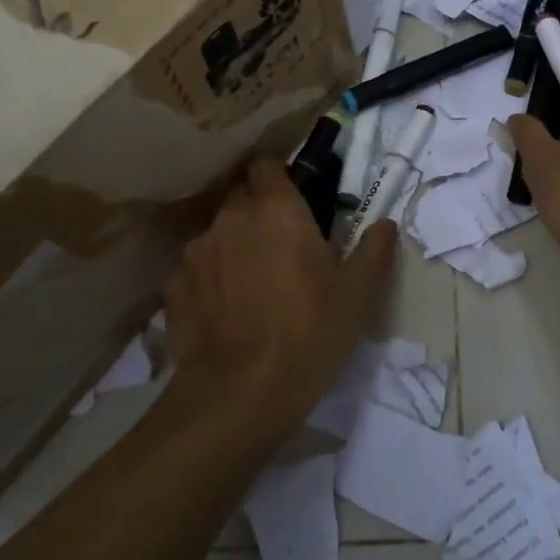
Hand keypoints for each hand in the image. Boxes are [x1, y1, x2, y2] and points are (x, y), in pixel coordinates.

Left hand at [164, 158, 397, 435]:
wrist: (239, 394)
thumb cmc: (309, 333)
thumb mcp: (358, 295)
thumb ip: (374, 250)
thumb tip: (386, 225)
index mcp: (277, 209)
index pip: (267, 165)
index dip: (279, 177)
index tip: (295, 197)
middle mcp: (232, 218)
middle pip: (242, 198)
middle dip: (259, 213)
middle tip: (281, 246)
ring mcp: (196, 253)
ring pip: (217, 234)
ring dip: (234, 246)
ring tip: (251, 284)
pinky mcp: (173, 288)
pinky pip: (196, 271)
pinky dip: (210, 281)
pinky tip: (225, 312)